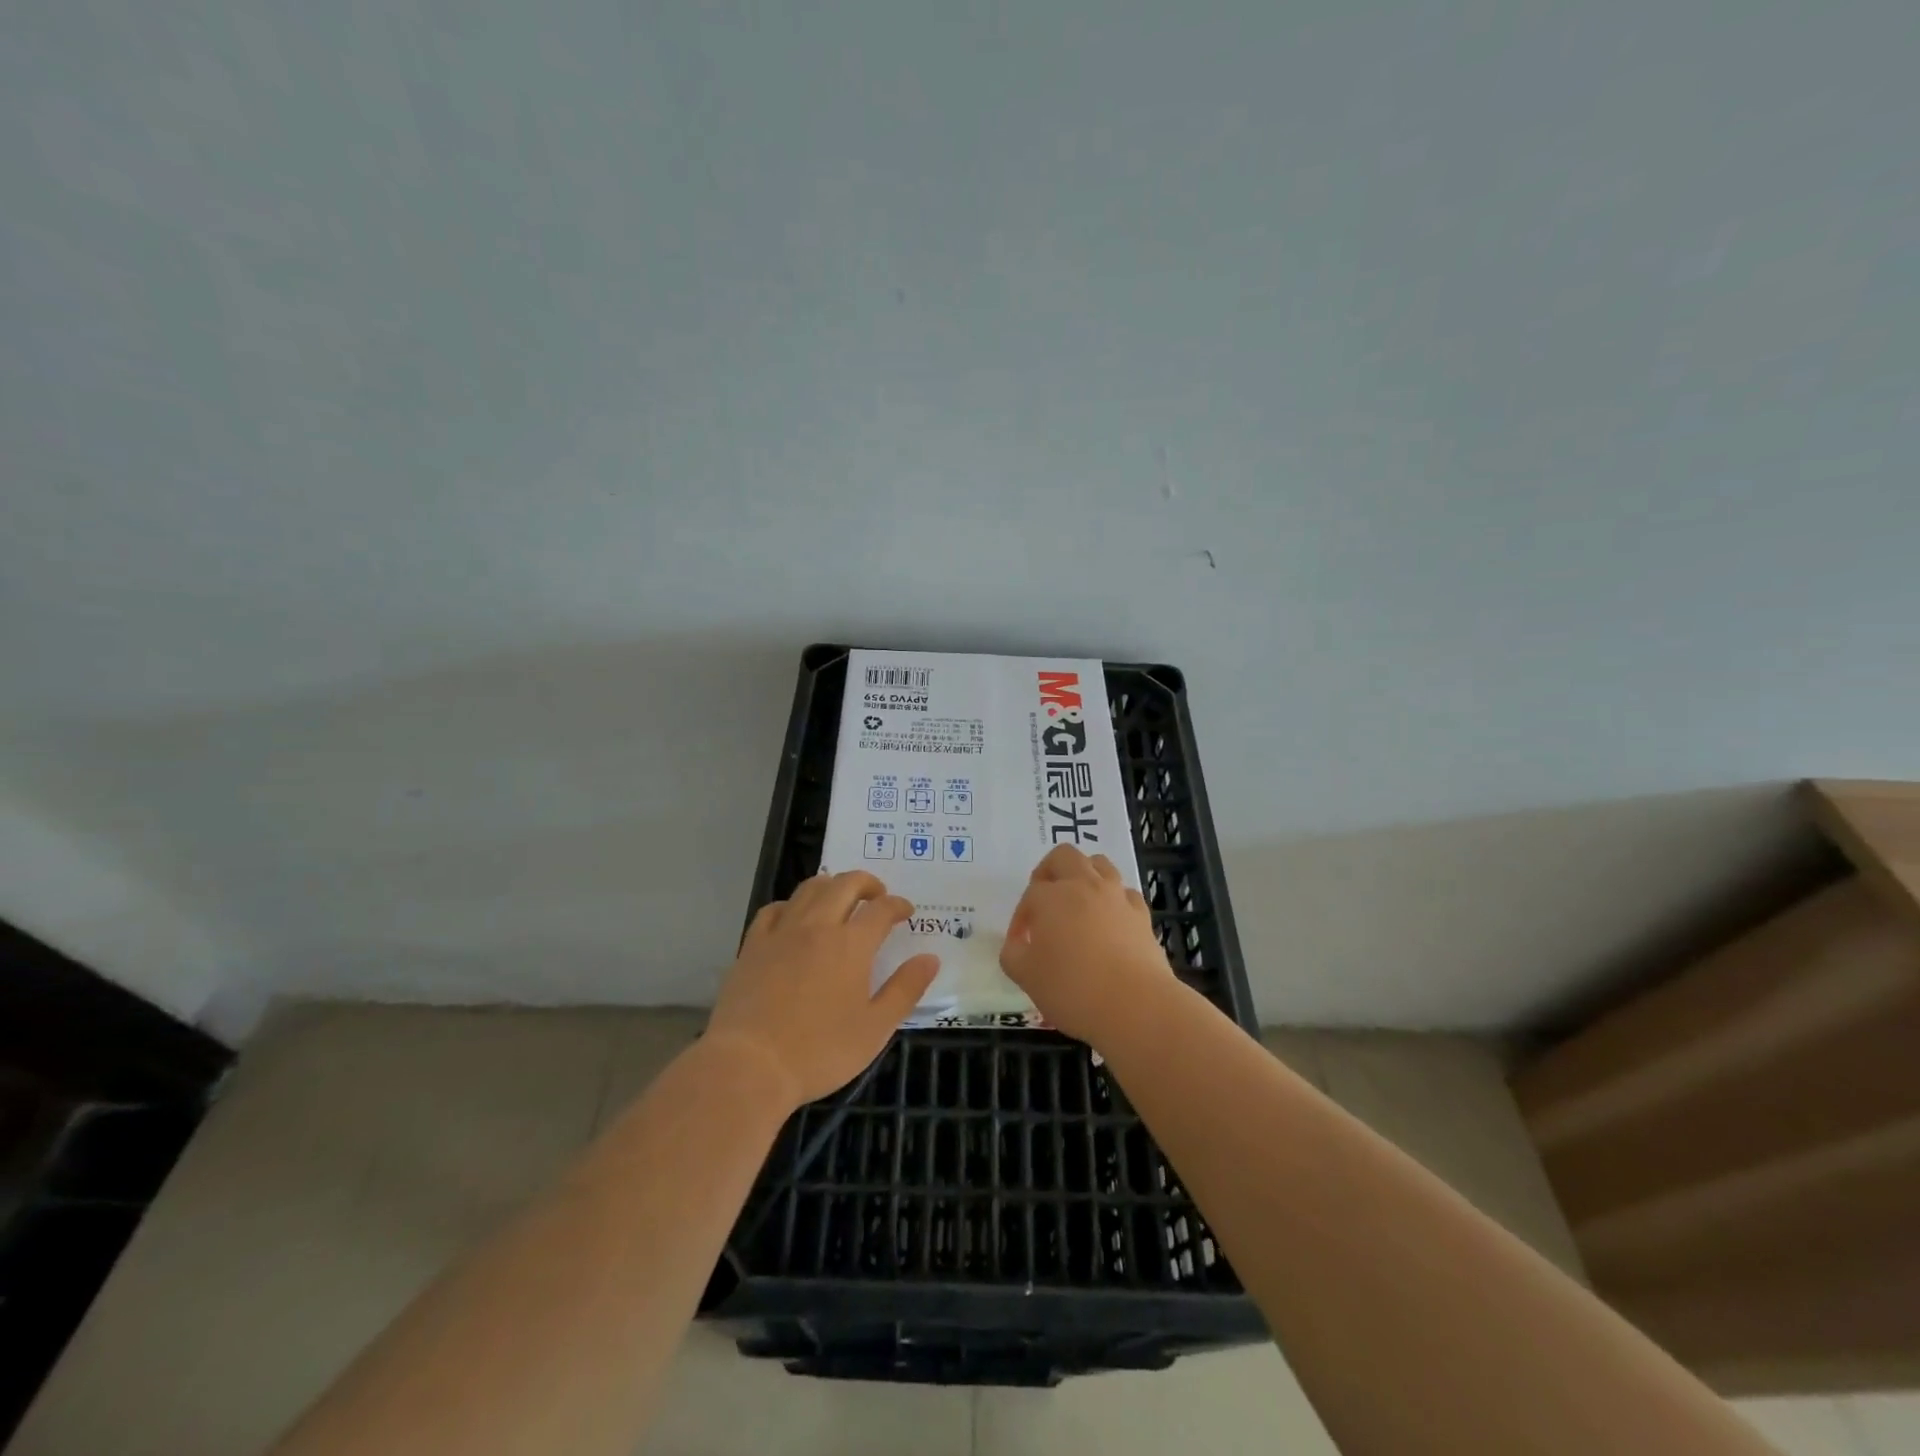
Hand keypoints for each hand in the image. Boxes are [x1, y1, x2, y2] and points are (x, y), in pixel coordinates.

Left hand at [708, 870, 939, 1108]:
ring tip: (840, 897)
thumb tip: (930, 958)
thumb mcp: (875, 1028)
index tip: (906, 912)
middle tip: (877, 896)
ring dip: (831, 885)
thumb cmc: (819, 1051)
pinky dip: (791, 904)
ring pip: (809, 889)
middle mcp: (817, 926)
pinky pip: (774, 909)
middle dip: (867, 883)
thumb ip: (905, 989)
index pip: (881, 909)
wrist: (749, 1065)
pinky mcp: (752, 946)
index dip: (897, 905)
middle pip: (845, 884)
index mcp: (851, 944)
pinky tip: (794, 916)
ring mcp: (781, 932)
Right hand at [999, 844, 1174, 1046]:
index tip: (1021, 943)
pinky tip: (1109, 922)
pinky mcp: (1142, 915)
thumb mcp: (1026, 976)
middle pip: (1064, 856)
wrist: (1136, 1005)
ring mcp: (1117, 897)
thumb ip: (1013, 954)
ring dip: (1084, 876)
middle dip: (1049, 872)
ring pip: (1099, 864)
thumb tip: (1018, 944)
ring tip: (1078, 903)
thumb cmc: (1072, 989)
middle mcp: (1085, 886)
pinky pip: (1125, 893)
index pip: (1030, 895)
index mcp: (1052, 897)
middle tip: (1044, 899)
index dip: (1021, 918)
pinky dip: (1113, 900)